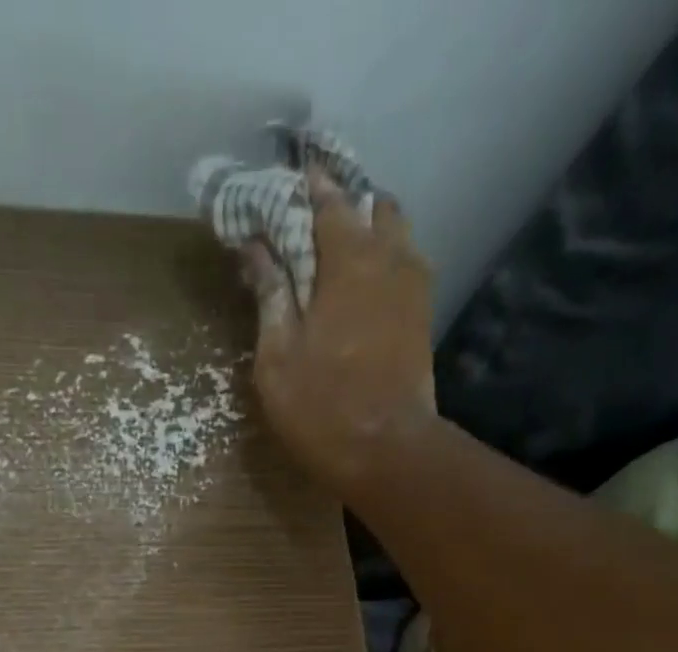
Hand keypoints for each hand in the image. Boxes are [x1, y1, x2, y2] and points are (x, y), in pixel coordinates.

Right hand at [241, 168, 436, 494]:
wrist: (387, 450)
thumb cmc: (321, 406)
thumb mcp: (277, 356)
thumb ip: (270, 294)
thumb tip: (254, 247)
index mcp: (349, 259)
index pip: (327, 201)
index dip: (305, 186)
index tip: (286, 175)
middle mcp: (390, 257)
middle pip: (372, 206)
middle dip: (343, 202)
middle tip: (311, 216)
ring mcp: (414, 286)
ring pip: (396, 233)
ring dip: (368, 229)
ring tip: (337, 248)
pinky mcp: (422, 315)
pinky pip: (405, 264)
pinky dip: (383, 259)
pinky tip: (362, 283)